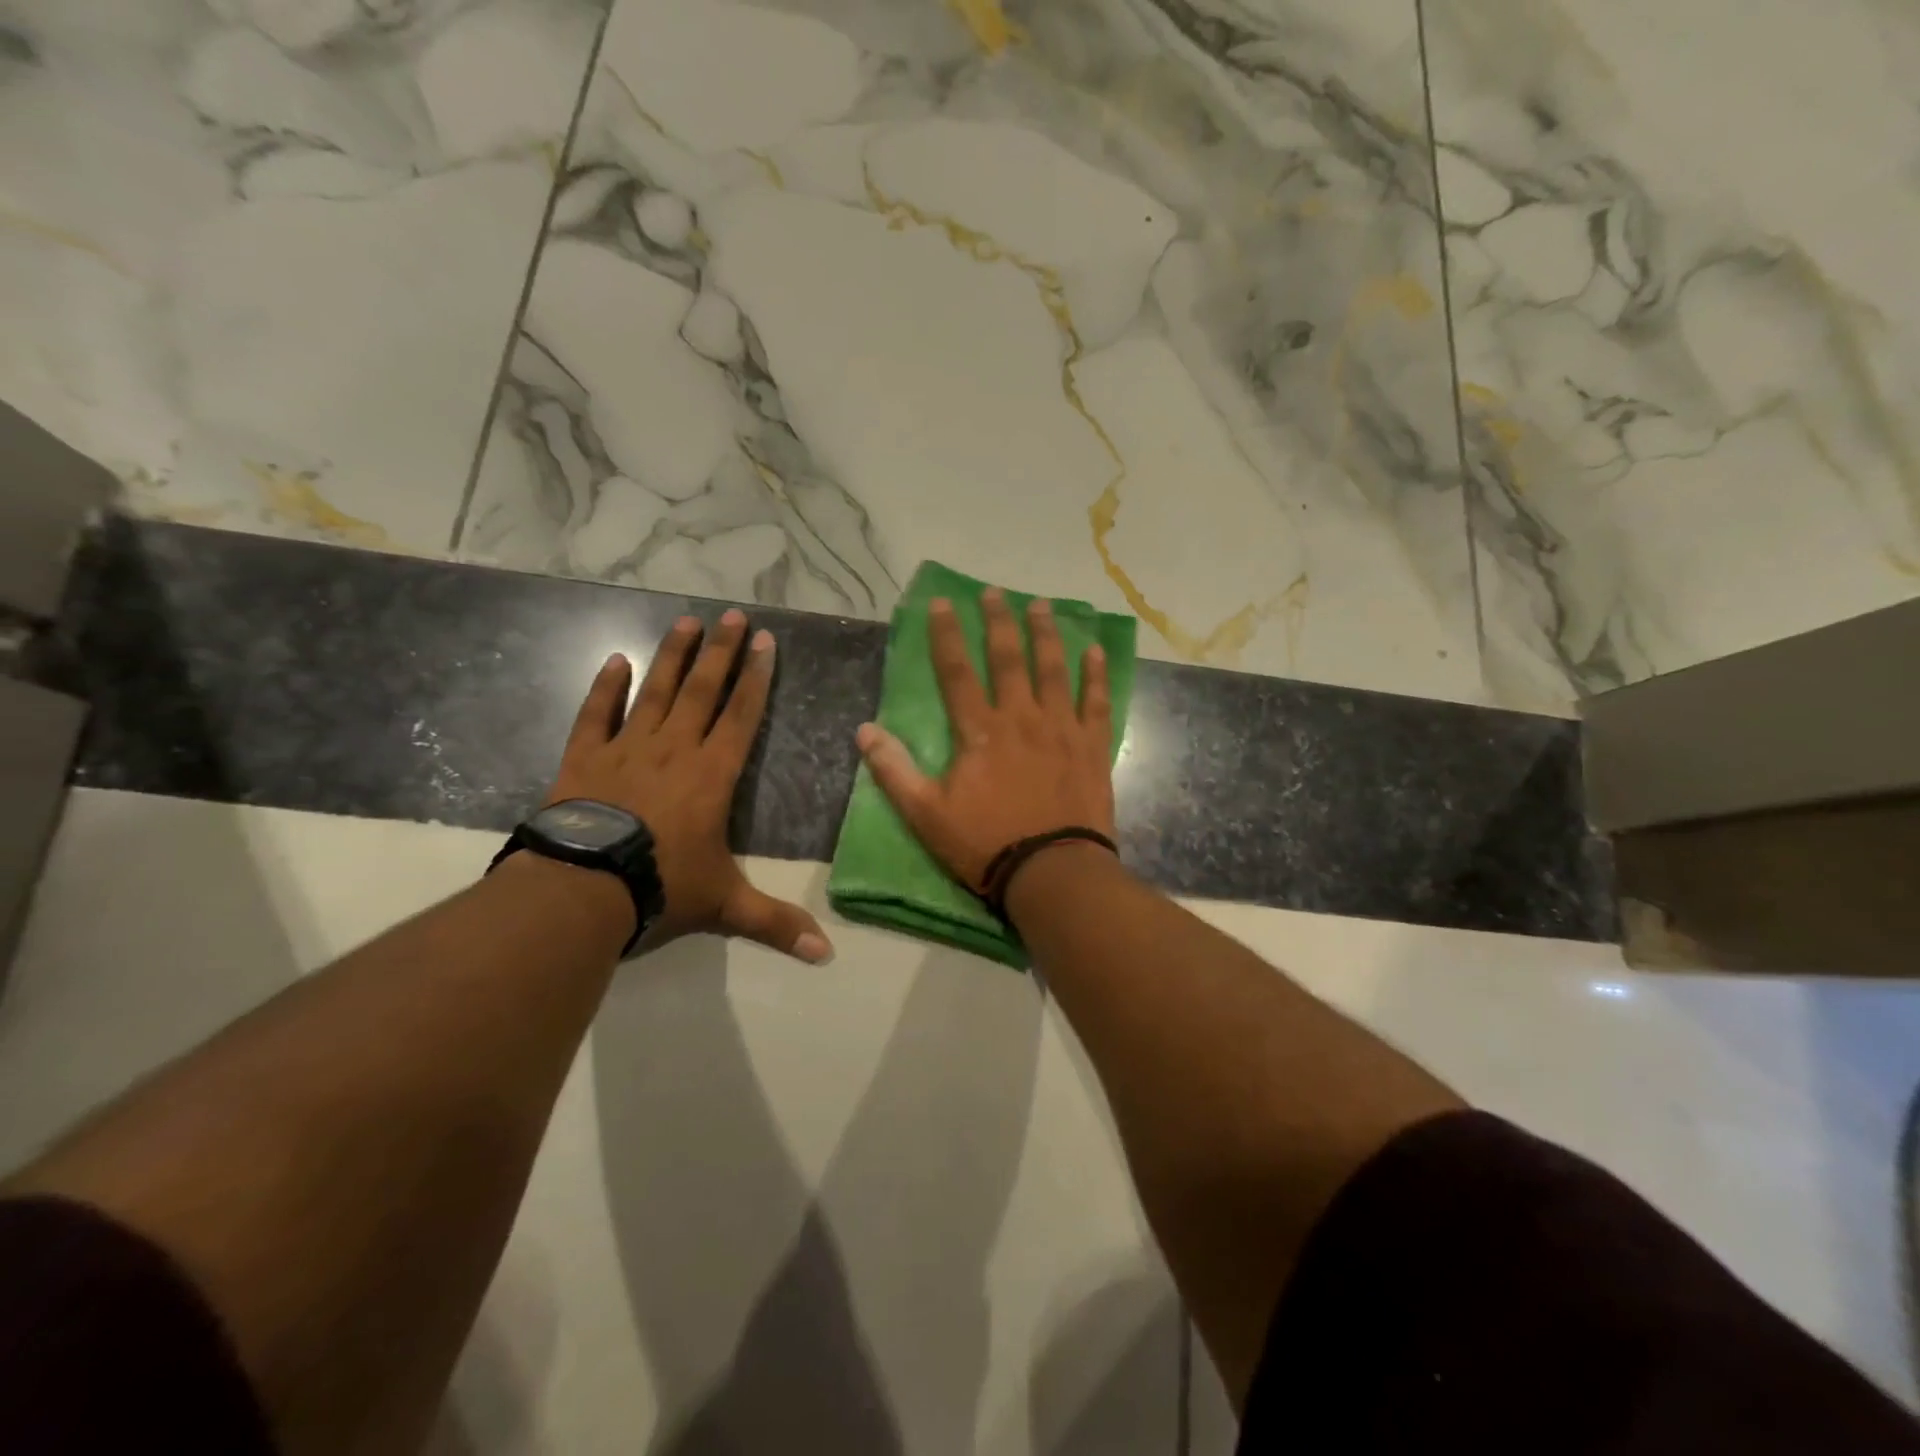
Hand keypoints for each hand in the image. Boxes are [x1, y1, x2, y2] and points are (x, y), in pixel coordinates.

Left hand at [547, 608, 832, 962]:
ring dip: (672, 656)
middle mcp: (675, 750)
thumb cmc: (662, 887)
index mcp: (713, 775)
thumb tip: (828, 954)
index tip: (764, 642)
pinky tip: (614, 659)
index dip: (756, 678)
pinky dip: (605, 688)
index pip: (742, 716)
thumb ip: (776, 924)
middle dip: (721, 652)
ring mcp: (627, 750)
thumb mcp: (725, 906)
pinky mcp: (585, 759)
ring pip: (655, 693)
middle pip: (702, 691)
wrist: (583, 889)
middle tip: (732, 615)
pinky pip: (596, 716)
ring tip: (686, 621)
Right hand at [855, 589, 1115, 892]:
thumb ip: (894, 770)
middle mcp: (1021, 717)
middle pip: (1008, 658)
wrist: (1052, 872)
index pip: (956, 671)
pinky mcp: (1092, 747)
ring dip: (1046, 634)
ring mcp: (1061, 729)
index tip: (942, 602)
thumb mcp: (926, 814)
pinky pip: (1096, 702)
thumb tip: (864, 731)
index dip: (946, 635)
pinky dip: (1096, 675)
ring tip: (1042, 605)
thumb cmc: (986, 844)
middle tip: (995, 592)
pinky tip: (1095, 651)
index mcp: (980, 731)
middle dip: (999, 621)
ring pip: (1053, 669)